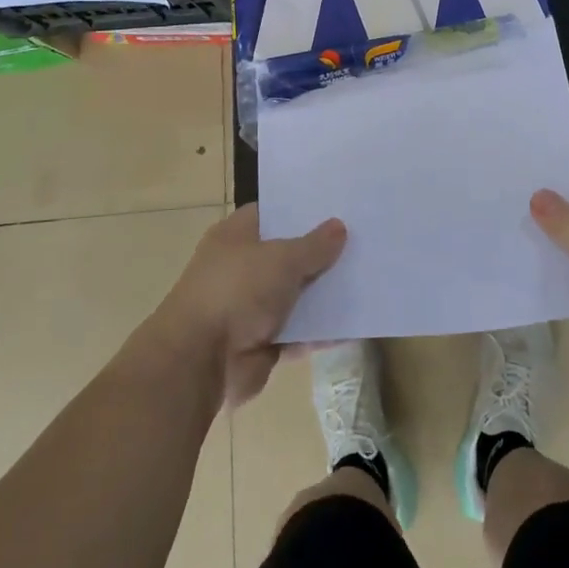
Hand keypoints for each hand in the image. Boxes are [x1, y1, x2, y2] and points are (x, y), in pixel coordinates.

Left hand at [152, 205, 346, 406]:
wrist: (200, 361)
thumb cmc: (237, 291)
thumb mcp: (282, 259)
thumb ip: (314, 245)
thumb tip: (339, 226)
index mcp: (236, 236)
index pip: (273, 213)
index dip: (303, 210)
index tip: (338, 206)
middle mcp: (242, 267)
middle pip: (289, 254)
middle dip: (321, 252)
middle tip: (364, 241)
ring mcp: (251, 306)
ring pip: (296, 294)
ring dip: (325, 294)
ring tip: (368, 279)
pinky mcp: (261, 341)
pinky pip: (299, 331)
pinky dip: (322, 331)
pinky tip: (356, 324)